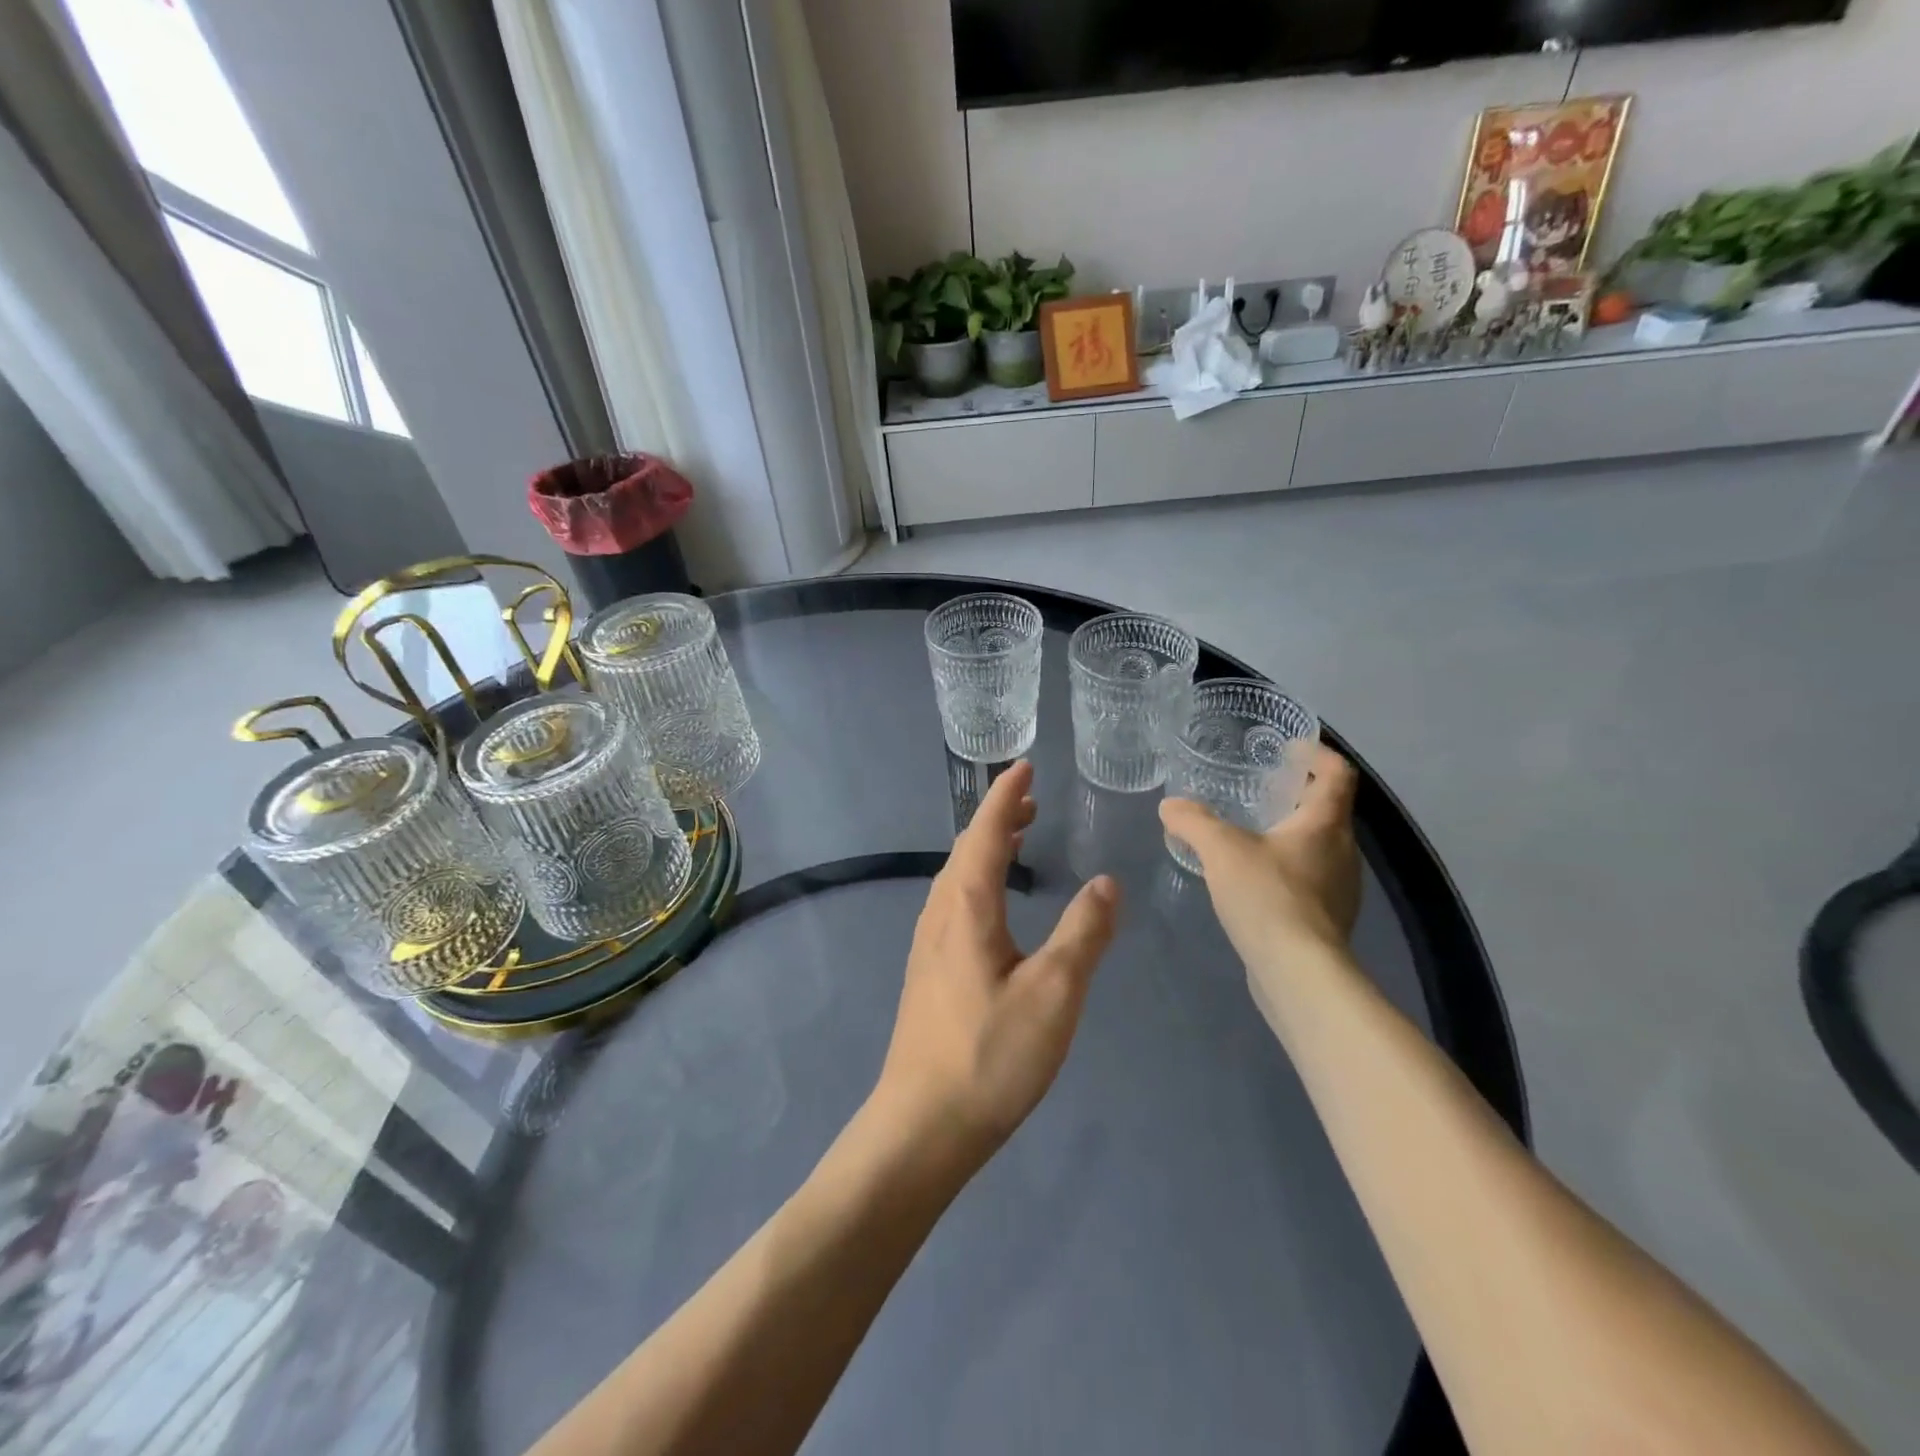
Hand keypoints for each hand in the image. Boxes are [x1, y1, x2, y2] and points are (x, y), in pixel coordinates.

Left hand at [874, 761, 1119, 1167]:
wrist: (922, 1125)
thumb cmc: (990, 1056)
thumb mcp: (1054, 993)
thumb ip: (1083, 933)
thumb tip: (1106, 882)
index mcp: (966, 906)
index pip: (986, 832)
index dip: (1006, 796)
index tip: (1025, 765)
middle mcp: (939, 914)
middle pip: (967, 849)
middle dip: (997, 817)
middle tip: (1030, 799)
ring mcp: (927, 944)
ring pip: (956, 876)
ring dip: (986, 847)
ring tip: (1017, 839)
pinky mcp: (927, 971)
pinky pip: (953, 901)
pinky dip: (977, 878)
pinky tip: (993, 903)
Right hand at [1159, 744, 1361, 968]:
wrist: (1298, 973)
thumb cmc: (1267, 897)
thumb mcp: (1221, 850)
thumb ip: (1194, 822)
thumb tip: (1171, 805)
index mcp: (1324, 824)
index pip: (1337, 774)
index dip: (1318, 754)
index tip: (1290, 749)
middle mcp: (1342, 851)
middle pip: (1329, 810)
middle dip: (1298, 795)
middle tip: (1260, 790)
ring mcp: (1340, 889)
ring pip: (1319, 847)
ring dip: (1292, 834)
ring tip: (1252, 834)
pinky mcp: (1328, 920)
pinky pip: (1310, 879)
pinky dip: (1287, 868)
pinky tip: (1254, 881)